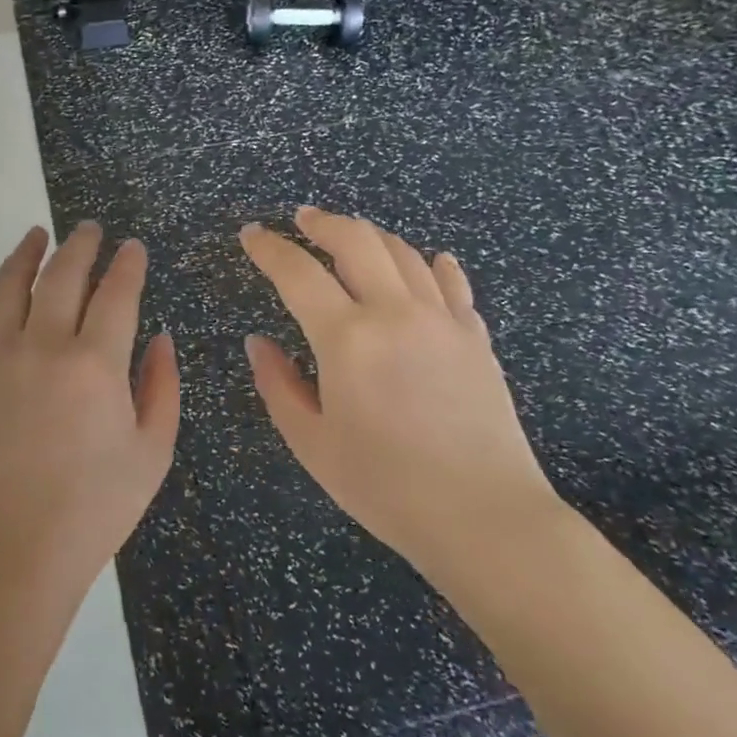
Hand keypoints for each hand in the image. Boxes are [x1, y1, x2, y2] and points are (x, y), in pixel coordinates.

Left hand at [0, 222, 179, 590]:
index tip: (133, 247)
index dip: (128, 264)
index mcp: (95, 362)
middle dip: (80, 244)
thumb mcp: (153, 451)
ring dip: (24, 254)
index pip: (116, 292)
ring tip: (37, 234)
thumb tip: (161, 339)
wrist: (17, 549)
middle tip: (89, 228)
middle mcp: (44, 345)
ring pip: (8, 286)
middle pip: (62, 275)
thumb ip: (162, 387)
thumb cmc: (96, 505)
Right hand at [240, 207, 561, 579]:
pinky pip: (453, 285)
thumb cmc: (386, 487)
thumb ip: (278, 385)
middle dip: (323, 223)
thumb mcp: (313, 444)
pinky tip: (431, 261)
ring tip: (353, 236)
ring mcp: (442, 320)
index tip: (251, 234)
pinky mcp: (476, 337)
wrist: (485, 518)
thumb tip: (258, 342)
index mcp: (347, 338)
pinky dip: (434, 265)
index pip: (297, 273)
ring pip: (404, 253)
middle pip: (357, 241)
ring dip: (372, 236)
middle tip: (303, 218)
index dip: (269, 248)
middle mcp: (395, 313)